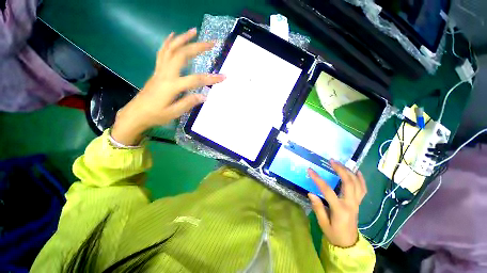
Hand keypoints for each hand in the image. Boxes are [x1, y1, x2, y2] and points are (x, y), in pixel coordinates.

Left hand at [112, 28, 225, 144]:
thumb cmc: (155, 115)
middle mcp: (165, 74)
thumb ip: (189, 103)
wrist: (136, 113)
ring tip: (194, 31)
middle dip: (197, 47)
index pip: (195, 80)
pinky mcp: (157, 71)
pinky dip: (168, 42)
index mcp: (172, 86)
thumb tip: (204, 96)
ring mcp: (160, 70)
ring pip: (171, 49)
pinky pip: (162, 53)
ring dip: (183, 38)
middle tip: (211, 43)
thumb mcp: (173, 113)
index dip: (211, 78)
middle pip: (182, 55)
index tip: (223, 76)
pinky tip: (173, 36)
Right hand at [307, 160, 366, 247]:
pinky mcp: (359, 203)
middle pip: (349, 183)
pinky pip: (363, 189)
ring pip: (357, 184)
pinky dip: (361, 179)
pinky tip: (356, 171)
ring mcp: (357, 203)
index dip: (318, 179)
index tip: (310, 170)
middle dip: (340, 170)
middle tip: (331, 161)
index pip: (328, 191)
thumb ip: (318, 208)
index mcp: (340, 209)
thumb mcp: (323, 223)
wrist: (348, 243)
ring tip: (341, 163)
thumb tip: (311, 193)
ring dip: (349, 171)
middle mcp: (351, 204)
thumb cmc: (334, 234)